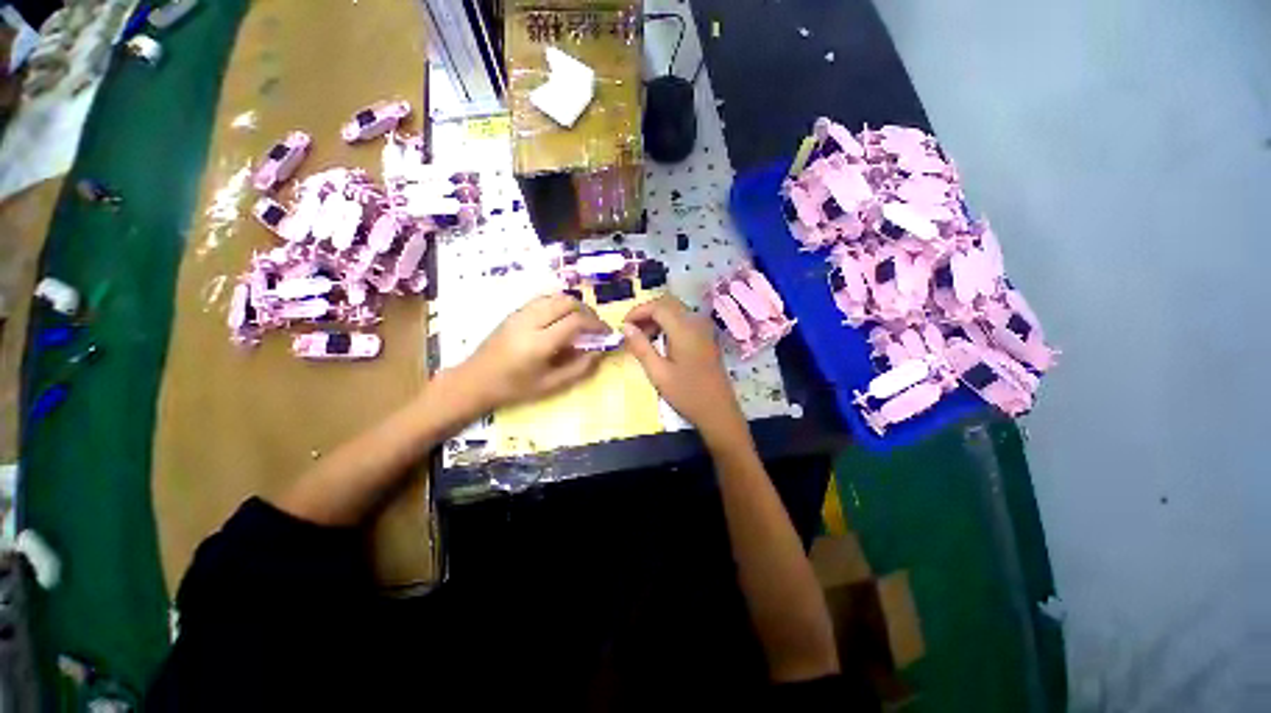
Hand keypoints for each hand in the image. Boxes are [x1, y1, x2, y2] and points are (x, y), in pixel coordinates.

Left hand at [459, 294, 608, 409]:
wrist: (475, 381)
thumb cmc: (514, 388)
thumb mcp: (550, 386)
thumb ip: (578, 368)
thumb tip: (600, 351)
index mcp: (539, 343)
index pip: (575, 322)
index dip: (596, 325)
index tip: (607, 333)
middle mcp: (530, 322)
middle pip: (567, 302)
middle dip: (588, 312)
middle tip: (596, 326)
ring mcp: (520, 314)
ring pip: (555, 297)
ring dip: (574, 306)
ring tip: (582, 322)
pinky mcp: (514, 312)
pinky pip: (543, 300)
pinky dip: (559, 304)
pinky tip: (562, 319)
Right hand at [622, 296, 748, 445]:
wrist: (719, 412)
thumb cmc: (687, 395)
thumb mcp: (658, 373)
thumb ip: (641, 347)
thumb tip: (626, 327)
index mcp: (684, 329)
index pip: (658, 306)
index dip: (638, 311)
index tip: (623, 326)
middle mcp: (696, 322)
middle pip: (668, 304)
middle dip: (647, 313)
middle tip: (631, 331)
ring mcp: (704, 329)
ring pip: (676, 311)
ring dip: (657, 318)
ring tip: (642, 339)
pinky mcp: (707, 338)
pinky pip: (685, 321)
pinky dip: (669, 325)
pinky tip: (660, 342)